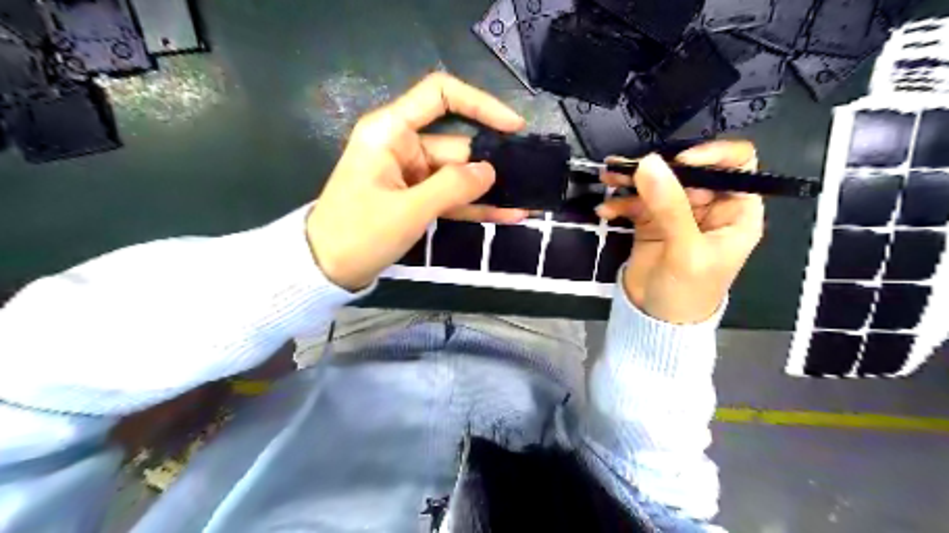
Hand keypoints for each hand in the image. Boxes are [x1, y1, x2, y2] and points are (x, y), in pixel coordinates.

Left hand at [305, 71, 526, 288]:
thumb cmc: (358, 233)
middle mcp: (402, 146)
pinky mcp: (415, 198)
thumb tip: (489, 172)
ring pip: (457, 175)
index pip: (439, 96)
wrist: (327, 269)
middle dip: (491, 164)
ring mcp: (410, 174)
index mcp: (391, 132)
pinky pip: (450, 196)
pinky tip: (506, 215)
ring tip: (525, 202)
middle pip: (456, 145)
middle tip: (529, 181)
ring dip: (488, 190)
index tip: (513, 126)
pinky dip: (474, 206)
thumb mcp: (408, 210)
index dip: (480, 104)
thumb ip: (451, 187)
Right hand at [595, 142, 765, 324]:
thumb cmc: (688, 291)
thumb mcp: (685, 250)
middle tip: (626, 170)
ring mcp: (677, 213)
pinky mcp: (651, 222)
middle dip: (657, 168)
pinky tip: (605, 211)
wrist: (657, 321)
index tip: (678, 161)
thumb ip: (670, 206)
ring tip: (608, 178)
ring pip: (658, 183)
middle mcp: (708, 206)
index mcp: (735, 211)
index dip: (711, 155)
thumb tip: (649, 163)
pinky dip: (620, 203)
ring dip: (631, 180)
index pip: (735, 165)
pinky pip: (636, 202)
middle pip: (687, 171)